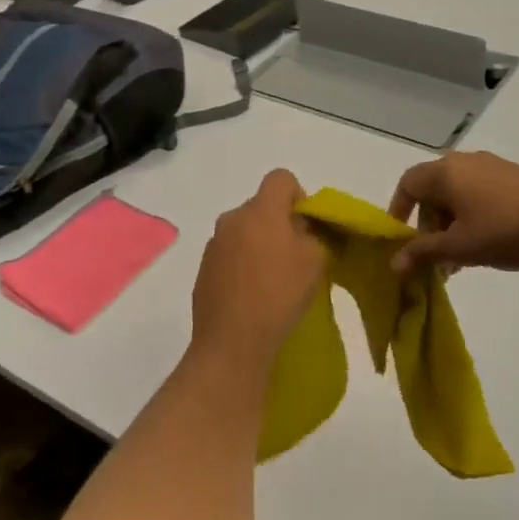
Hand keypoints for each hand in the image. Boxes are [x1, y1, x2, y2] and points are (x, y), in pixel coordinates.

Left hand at [190, 169, 327, 367]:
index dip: (298, 195)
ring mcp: (214, 245)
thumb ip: (311, 234)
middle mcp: (232, 219)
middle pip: (261, 207)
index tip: (306, 226)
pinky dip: (243, 266)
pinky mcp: (203, 270)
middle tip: (295, 257)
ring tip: (272, 281)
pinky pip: (230, 255)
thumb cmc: (279, 294)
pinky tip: (252, 295)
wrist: (232, 341)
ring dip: (259, 245)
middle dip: (279, 224)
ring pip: (244, 232)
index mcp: (260, 210)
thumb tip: (299, 229)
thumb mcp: (315, 260)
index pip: (280, 178)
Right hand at [388, 152, 518, 274]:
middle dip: (428, 225)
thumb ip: (423, 252)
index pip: (408, 184)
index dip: (399, 210)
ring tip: (458, 260)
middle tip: (433, 256)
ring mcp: (492, 168)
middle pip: (432, 191)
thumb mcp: (458, 247)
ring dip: (450, 225)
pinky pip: (478, 194)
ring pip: (457, 195)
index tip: (401, 238)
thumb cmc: (503, 230)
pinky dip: (470, 217)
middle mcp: (464, 162)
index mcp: (445, 172)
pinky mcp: (513, 178)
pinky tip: (483, 245)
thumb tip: (393, 264)